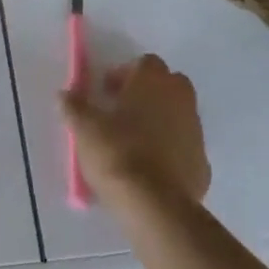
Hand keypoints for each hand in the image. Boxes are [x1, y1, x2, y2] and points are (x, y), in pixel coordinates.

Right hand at [62, 54, 210, 209]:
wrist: (154, 205)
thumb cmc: (116, 153)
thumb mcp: (84, 128)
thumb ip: (74, 106)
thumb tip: (65, 94)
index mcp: (153, 82)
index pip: (145, 63)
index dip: (125, 73)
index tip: (107, 91)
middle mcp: (180, 99)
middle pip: (169, 84)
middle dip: (148, 92)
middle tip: (123, 111)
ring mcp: (195, 131)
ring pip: (179, 115)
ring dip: (160, 120)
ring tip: (134, 142)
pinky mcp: (202, 163)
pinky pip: (184, 146)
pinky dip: (171, 150)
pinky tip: (151, 168)